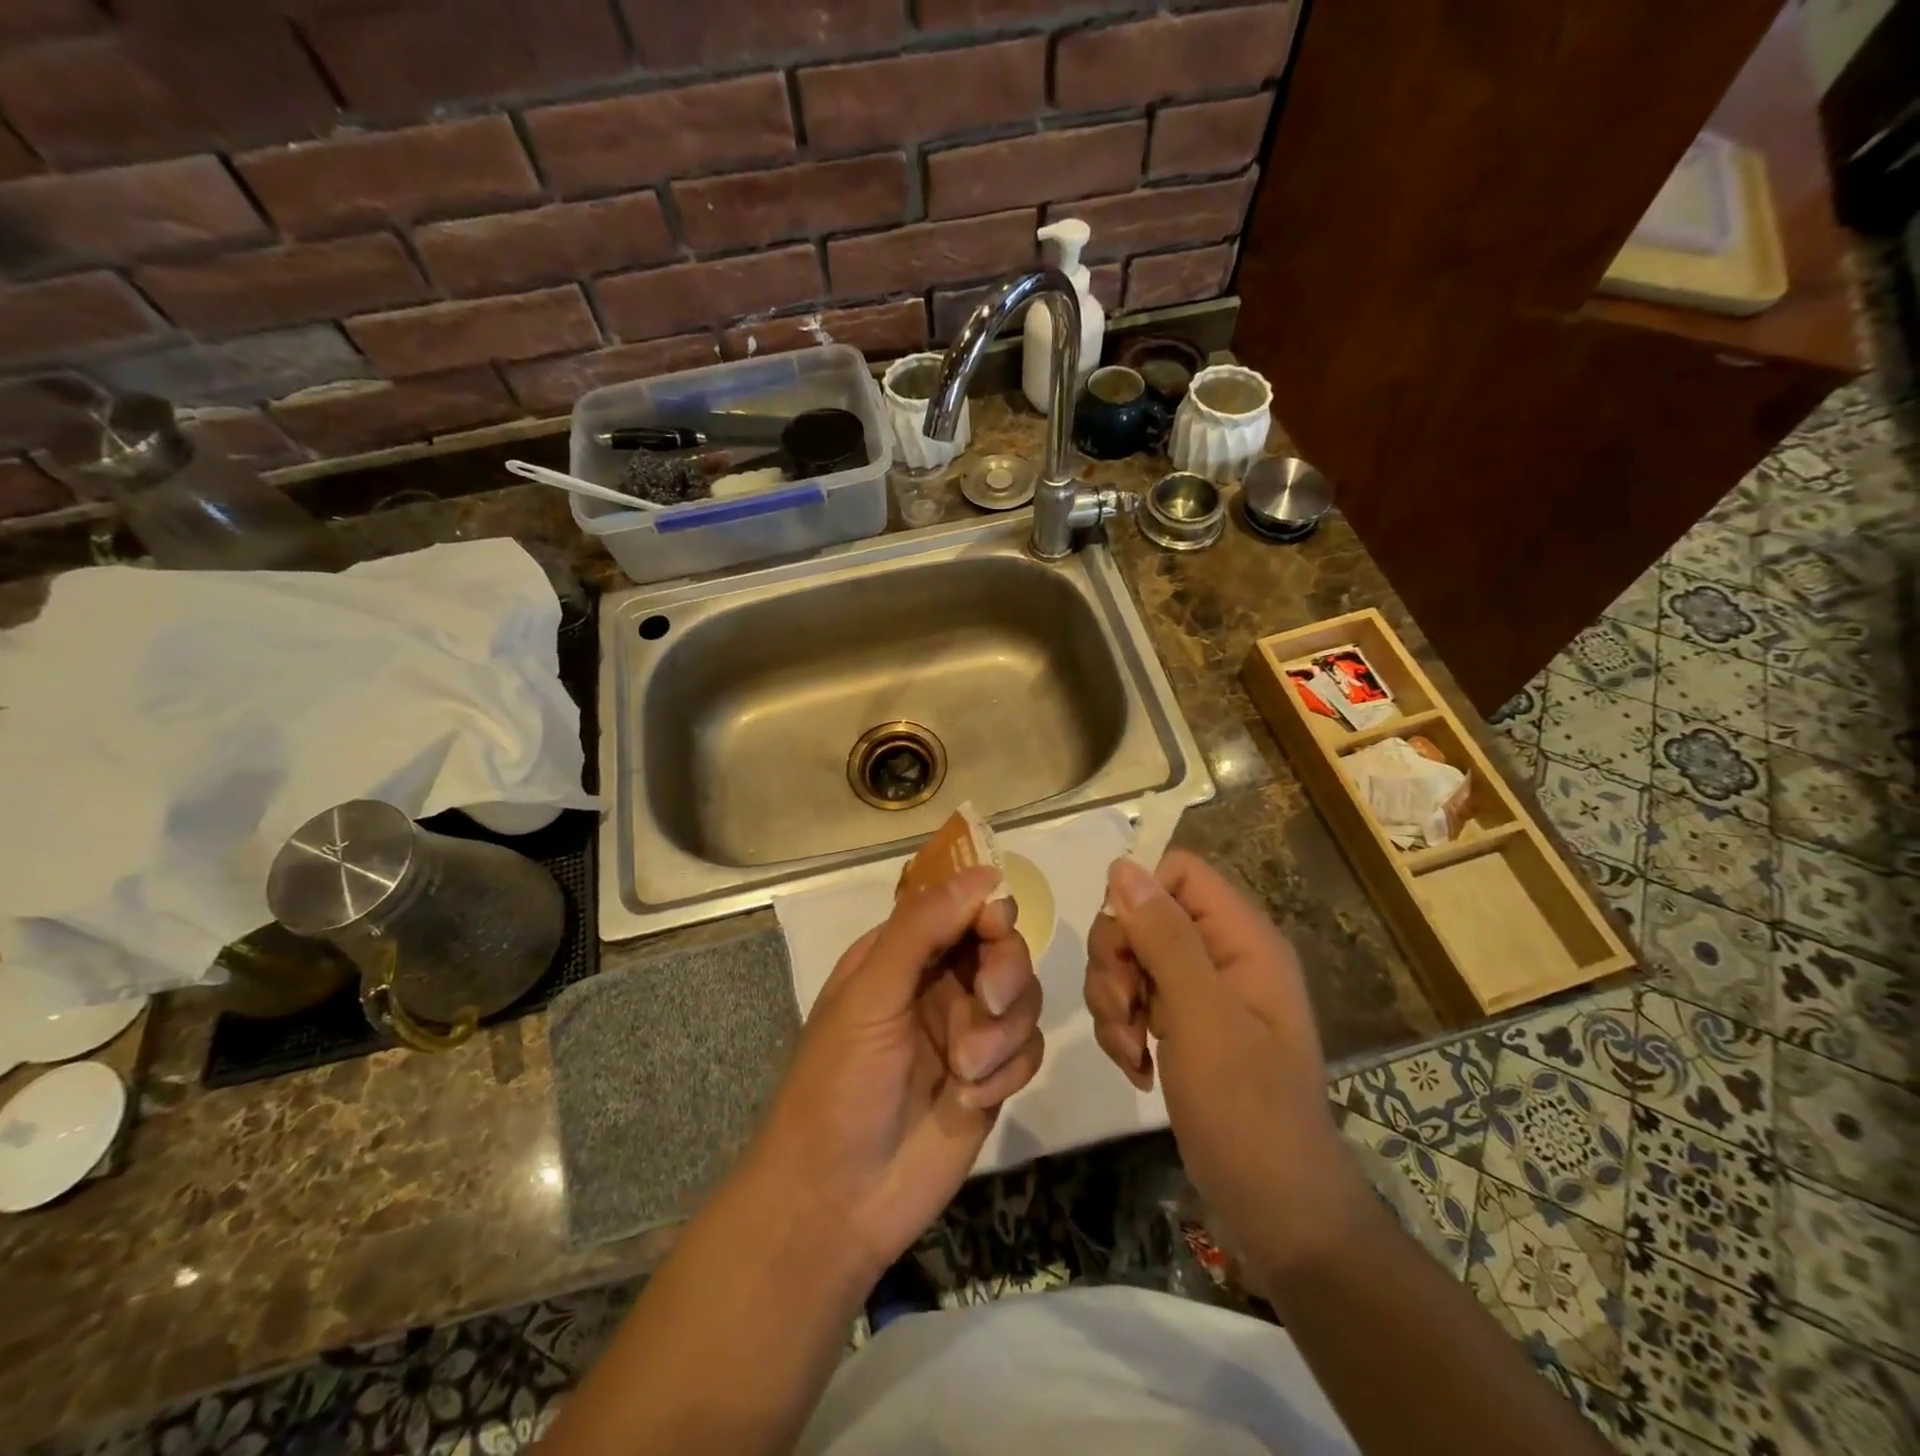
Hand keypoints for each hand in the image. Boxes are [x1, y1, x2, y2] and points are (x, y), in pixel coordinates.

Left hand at [750, 867, 1044, 1284]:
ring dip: (1002, 1033)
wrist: (837, 1202)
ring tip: (965, 1072)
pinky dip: (1008, 1070)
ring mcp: (969, 1030)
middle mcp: (940, 983)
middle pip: (1004, 947)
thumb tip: (984, 873)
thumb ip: (922, 929)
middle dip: (1004, 973)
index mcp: (903, 953)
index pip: (962, 907)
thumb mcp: (870, 995)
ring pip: (1023, 997)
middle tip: (987, 1004)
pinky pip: (1029, 1049)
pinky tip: (971, 1100)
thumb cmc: (838, 1085)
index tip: (995, 927)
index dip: (987, 910)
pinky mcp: (992, 1077)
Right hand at [1085, 850, 1371, 1284]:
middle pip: (1143, 915)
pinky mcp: (1183, 1024)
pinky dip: (1122, 1028)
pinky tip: (1136, 1067)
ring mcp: (1201, 991)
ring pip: (1130, 958)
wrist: (1274, 1209)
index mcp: (1242, 938)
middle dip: (1117, 962)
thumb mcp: (1202, 1016)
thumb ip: (1164, 937)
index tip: (1121, 948)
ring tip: (1131, 1051)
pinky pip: (1133, 998)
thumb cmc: (1247, 1109)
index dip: (1138, 897)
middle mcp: (1222, 953)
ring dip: (1114, 1002)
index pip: (1177, 872)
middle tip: (1123, 1009)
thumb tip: (1123, 866)